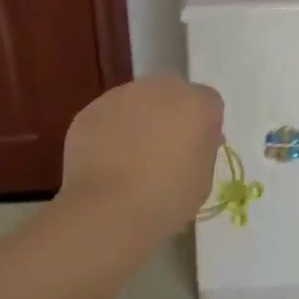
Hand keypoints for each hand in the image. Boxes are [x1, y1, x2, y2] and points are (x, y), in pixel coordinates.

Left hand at [58, 74, 224, 241]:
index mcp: (196, 104)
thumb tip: (191, 141)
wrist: (108, 210)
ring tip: (129, 160)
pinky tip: (105, 163)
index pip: (209, 102)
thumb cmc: (167, 200)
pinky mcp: (90, 111)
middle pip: (171, 92)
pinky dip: (109, 132)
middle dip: (170, 114)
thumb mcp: (204, 178)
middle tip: (163, 150)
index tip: (196, 150)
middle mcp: (160, 89)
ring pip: (136, 101)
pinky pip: (107, 117)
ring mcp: (120, 95)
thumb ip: (202, 148)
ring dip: (137, 120)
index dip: (203, 126)